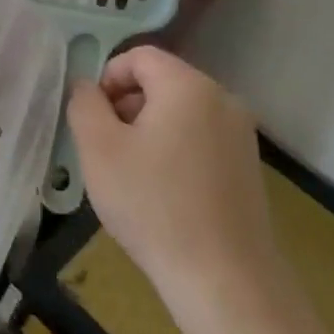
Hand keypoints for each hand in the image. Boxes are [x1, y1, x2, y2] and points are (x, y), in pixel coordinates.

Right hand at [66, 46, 287, 329]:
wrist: (224, 278)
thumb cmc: (152, 204)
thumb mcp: (98, 148)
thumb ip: (84, 104)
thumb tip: (87, 87)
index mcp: (188, 86)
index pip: (139, 56)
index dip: (107, 78)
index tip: (92, 119)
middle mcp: (223, 100)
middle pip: (162, 82)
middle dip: (126, 106)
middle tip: (106, 148)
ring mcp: (241, 135)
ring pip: (180, 113)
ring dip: (148, 130)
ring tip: (131, 174)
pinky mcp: (248, 167)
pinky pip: (200, 140)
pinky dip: (174, 151)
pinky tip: (162, 193)